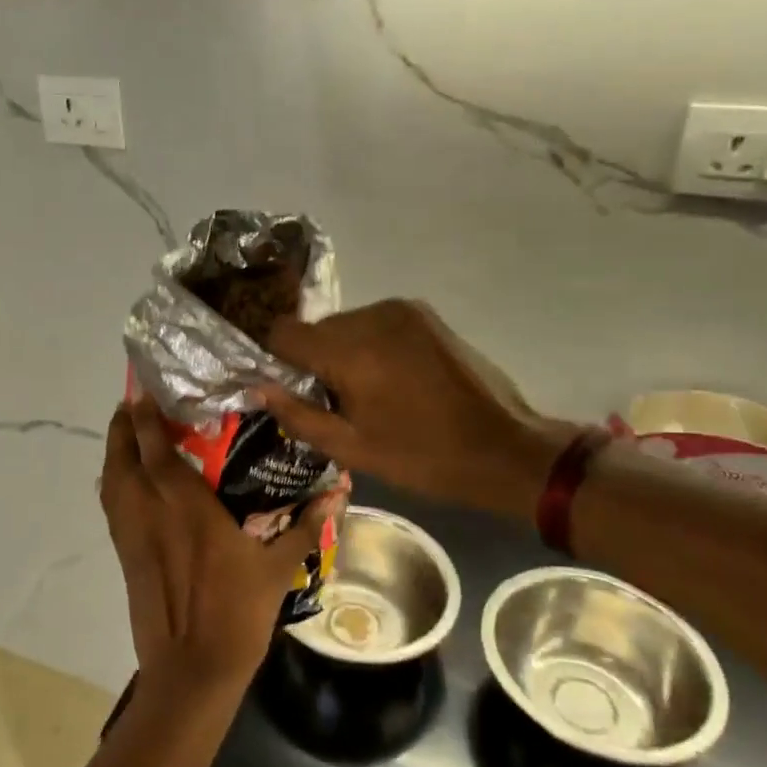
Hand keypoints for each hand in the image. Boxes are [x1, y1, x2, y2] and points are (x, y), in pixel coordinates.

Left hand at [100, 396, 323, 695]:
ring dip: (114, 452)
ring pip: (111, 481)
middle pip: (123, 458)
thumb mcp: (279, 568)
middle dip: (122, 427)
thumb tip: (340, 491)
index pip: (157, 451)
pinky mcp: (124, 556)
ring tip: (126, 433)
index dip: (145, 419)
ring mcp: (133, 536)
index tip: (144, 392)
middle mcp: (152, 513)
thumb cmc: (237, 614)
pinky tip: (125, 480)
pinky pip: (111, 507)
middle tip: (133, 404)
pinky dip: (113, 483)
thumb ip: (307, 525)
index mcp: (187, 508)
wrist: (192, 671)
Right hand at [257, 300, 568, 515]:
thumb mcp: (352, 449)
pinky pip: (375, 324)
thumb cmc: (423, 456)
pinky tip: (394, 380)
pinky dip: (370, 346)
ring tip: (370, 394)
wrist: (505, 448)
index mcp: (351, 349)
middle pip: (316, 329)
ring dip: (344, 354)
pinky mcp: (424, 315)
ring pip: (346, 326)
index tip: (292, 391)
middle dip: (315, 362)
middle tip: (337, 403)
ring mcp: (402, 310)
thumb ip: (298, 415)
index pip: (283, 332)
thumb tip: (260, 387)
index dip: (276, 360)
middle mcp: (372, 316)